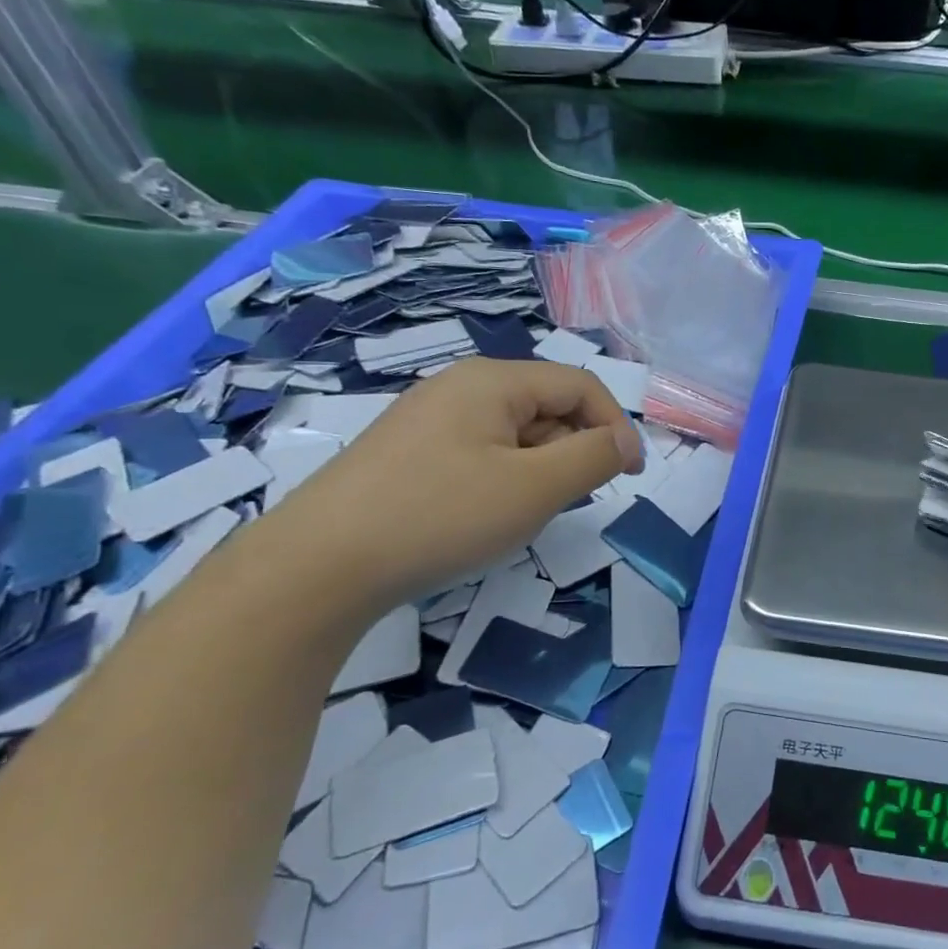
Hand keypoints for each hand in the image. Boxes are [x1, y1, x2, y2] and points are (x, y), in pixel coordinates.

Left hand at [252, 359, 641, 612]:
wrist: (316, 567)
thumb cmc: (440, 516)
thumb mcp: (535, 488)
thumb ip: (593, 458)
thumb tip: (623, 441)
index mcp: (492, 381)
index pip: (579, 385)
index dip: (615, 425)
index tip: (631, 476)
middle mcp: (459, 387)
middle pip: (546, 405)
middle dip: (573, 449)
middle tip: (568, 502)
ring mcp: (428, 419)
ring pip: (514, 433)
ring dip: (538, 468)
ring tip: (521, 514)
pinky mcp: (407, 453)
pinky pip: (479, 453)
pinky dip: (502, 479)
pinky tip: (482, 517)